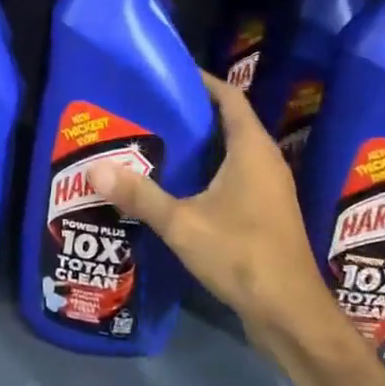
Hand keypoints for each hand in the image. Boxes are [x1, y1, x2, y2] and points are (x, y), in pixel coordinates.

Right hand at [89, 71, 328, 351]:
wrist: (290, 313)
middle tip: (150, 108)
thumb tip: (94, 169)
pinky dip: (208, 171)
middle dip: (192, 112)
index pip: (230, 98)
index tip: (169, 72)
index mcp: (253, 150)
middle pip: (229, 122)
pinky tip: (177, 185)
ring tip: (156, 141)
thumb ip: (140, 196)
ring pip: (232, 152)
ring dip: (200, 144)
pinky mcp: (266, 213)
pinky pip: (235, 176)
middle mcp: (266, 162)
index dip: (203, 81)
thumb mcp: (183, 223)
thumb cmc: (242, 255)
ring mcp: (269, 189)